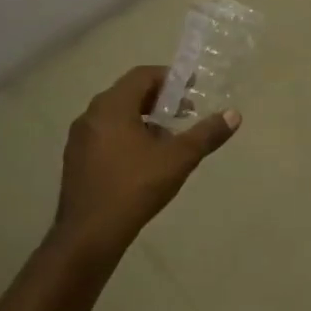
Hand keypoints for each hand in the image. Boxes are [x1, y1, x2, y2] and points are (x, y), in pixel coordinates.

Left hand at [54, 66, 239, 250]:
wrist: (89, 234)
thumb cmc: (135, 187)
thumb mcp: (178, 159)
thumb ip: (207, 134)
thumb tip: (234, 115)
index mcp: (112, 106)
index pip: (142, 75)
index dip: (170, 77)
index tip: (192, 89)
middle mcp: (91, 115)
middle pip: (128, 93)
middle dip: (159, 99)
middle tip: (185, 112)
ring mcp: (79, 139)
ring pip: (116, 115)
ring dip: (144, 118)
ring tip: (168, 138)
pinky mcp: (75, 160)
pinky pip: (105, 134)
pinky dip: (127, 135)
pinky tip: (144, 159)